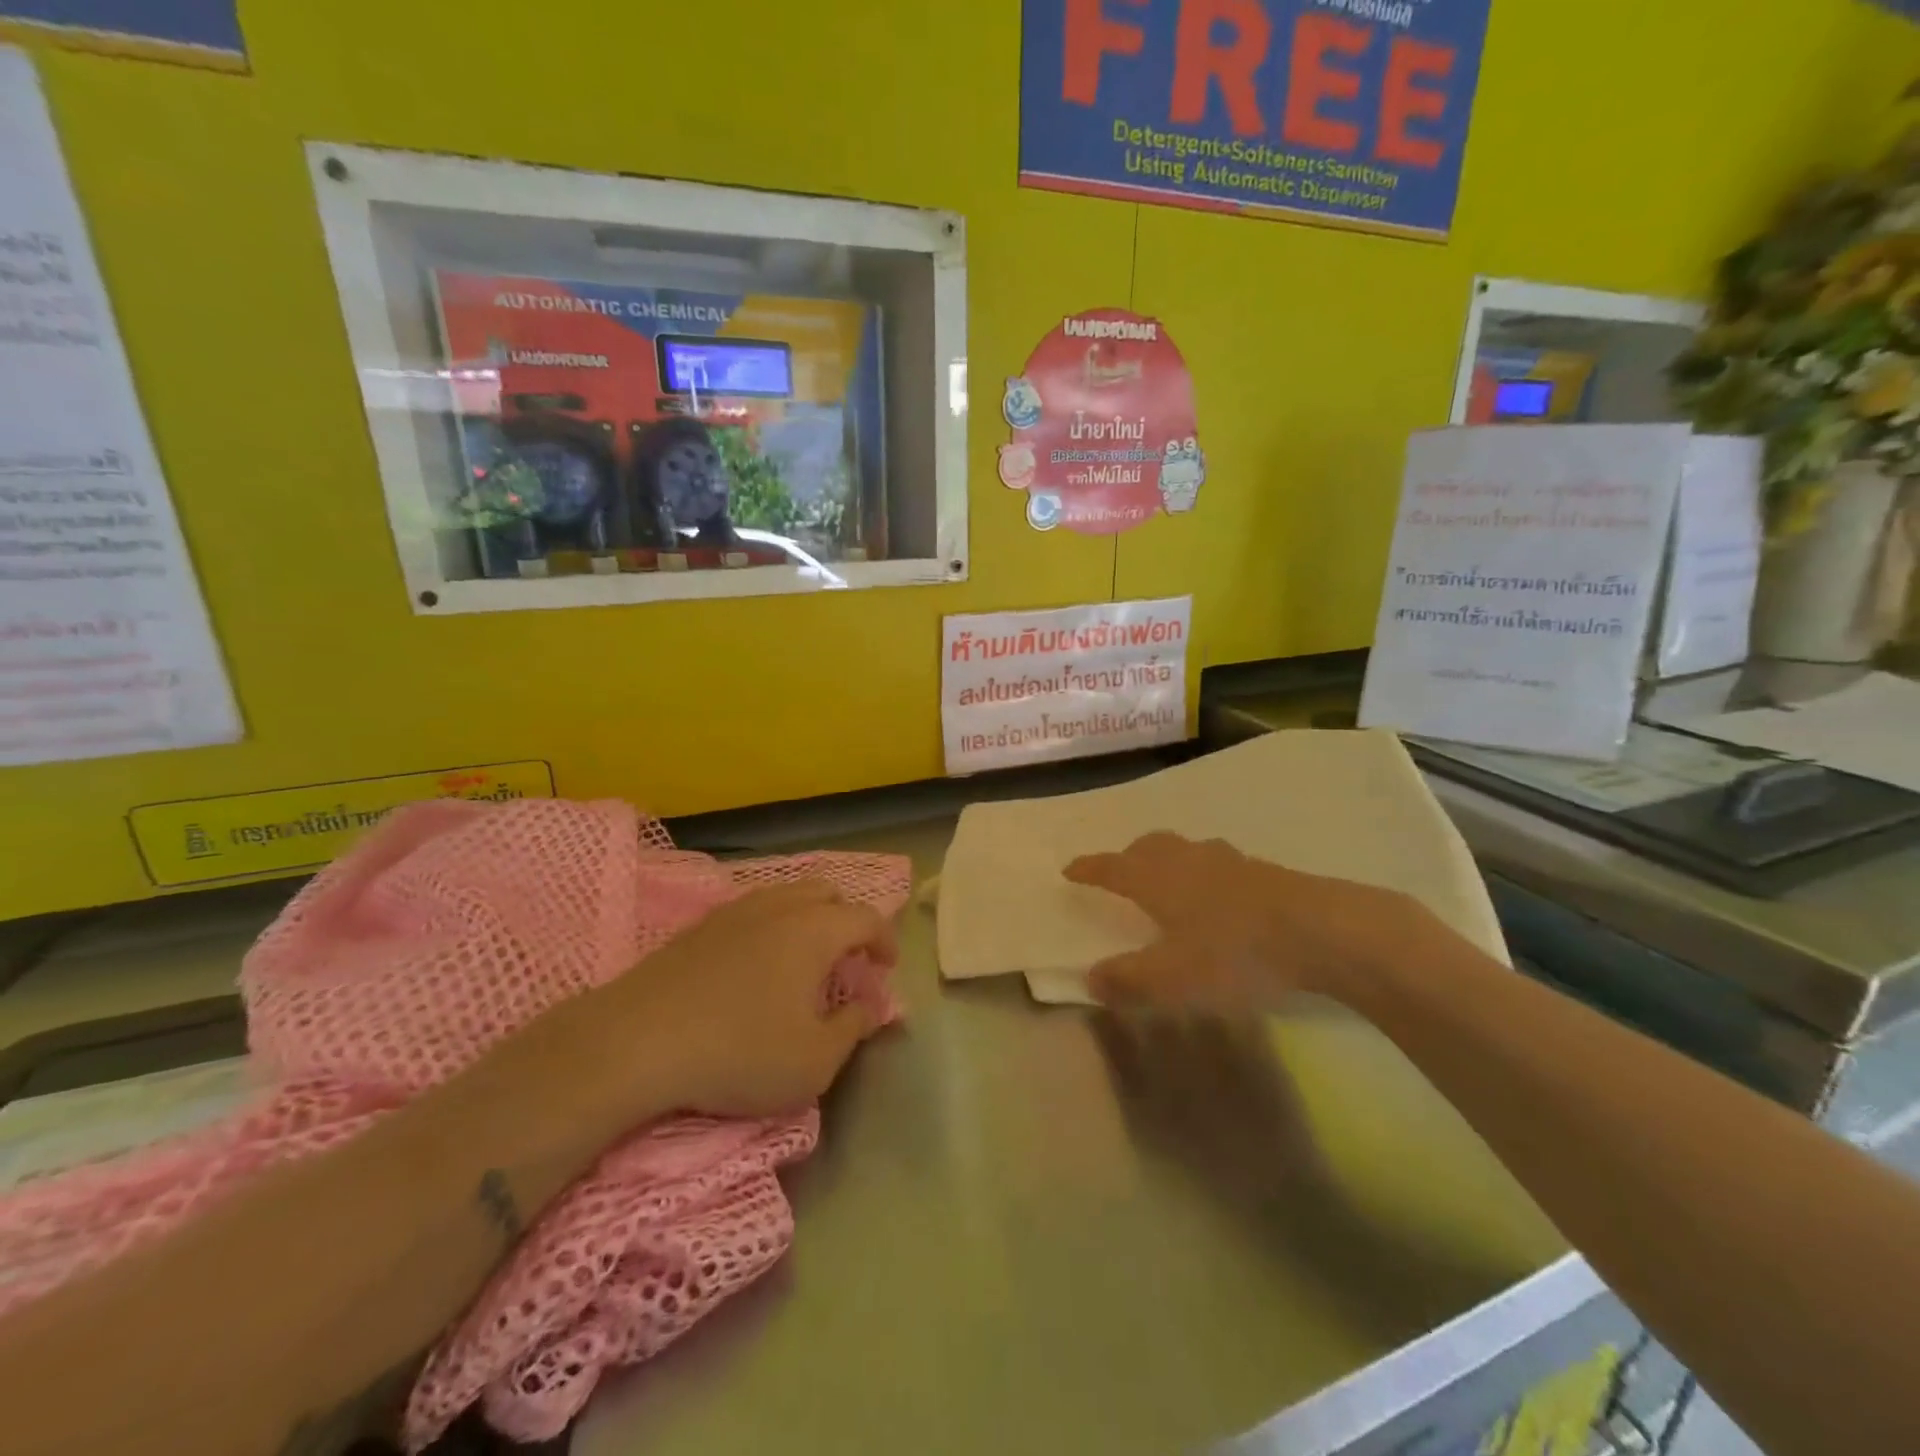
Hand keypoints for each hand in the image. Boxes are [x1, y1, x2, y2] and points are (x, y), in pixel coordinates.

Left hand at [575, 880, 898, 1121]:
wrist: (637, 1041)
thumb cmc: (739, 1052)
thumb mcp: (813, 1062)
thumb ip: (852, 1029)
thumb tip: (870, 1008)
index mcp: (816, 930)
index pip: (866, 918)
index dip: (884, 940)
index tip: (886, 969)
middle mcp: (780, 907)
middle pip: (827, 893)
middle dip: (847, 919)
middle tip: (848, 959)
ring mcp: (736, 911)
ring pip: (786, 896)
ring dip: (808, 919)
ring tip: (804, 959)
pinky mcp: (700, 927)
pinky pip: (752, 911)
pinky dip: (771, 926)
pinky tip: (757, 965)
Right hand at [1063, 833, 1434, 1011]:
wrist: (1322, 931)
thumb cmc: (1235, 953)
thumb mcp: (1172, 979)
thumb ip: (1128, 981)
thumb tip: (1090, 978)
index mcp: (1158, 880)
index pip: (1112, 867)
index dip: (1089, 869)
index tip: (1070, 869)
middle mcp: (1188, 861)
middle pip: (1149, 847)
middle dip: (1129, 856)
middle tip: (1120, 871)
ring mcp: (1230, 862)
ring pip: (1187, 850)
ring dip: (1169, 860)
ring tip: (1170, 881)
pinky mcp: (1265, 873)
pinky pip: (1219, 864)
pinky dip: (1205, 873)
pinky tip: (1220, 897)